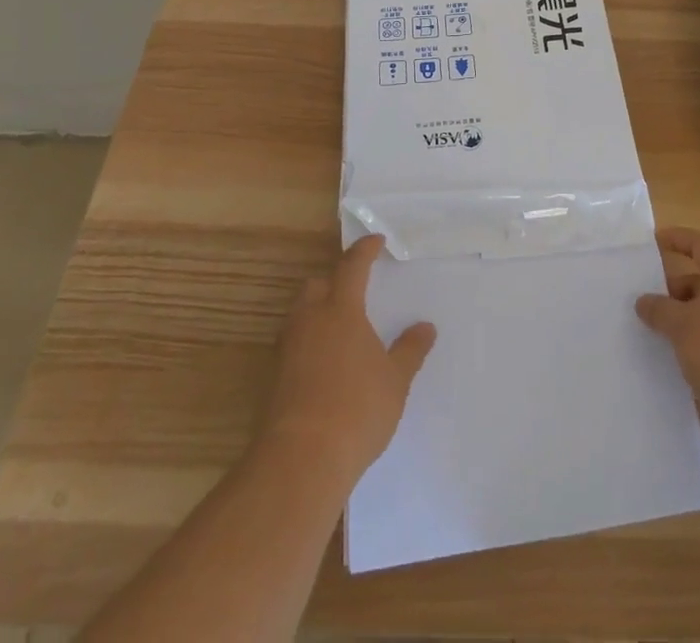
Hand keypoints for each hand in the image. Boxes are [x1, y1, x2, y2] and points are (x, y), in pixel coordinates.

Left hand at [261, 235, 435, 483]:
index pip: (352, 266)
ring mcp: (288, 349)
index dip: (364, 250)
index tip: (375, 241)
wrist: (301, 459)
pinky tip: (325, 365)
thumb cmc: (357, 409)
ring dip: (318, 312)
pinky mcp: (274, 378)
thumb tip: (426, 327)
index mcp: (341, 310)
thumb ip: (410, 350)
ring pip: (300, 315)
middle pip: (316, 285)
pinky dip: (308, 344)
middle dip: (333, 281)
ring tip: (340, 330)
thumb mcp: (395, 380)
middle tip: (354, 290)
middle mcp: (310, 320)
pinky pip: (293, 345)